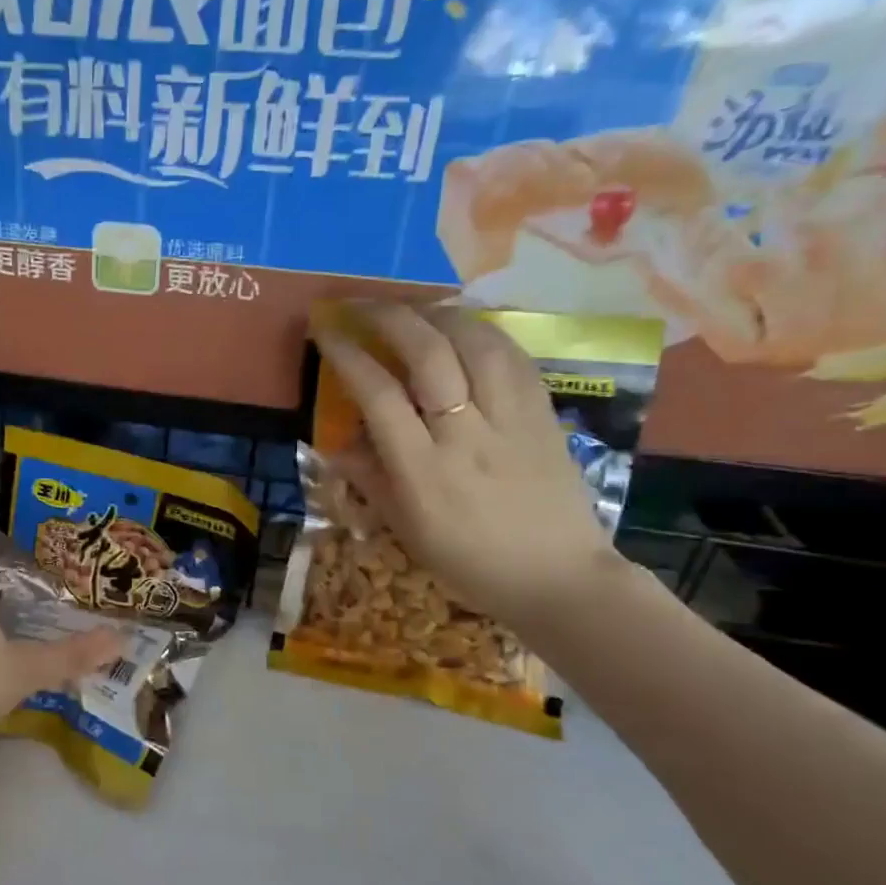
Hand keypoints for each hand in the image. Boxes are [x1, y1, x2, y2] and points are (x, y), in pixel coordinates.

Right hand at [313, 303, 625, 631]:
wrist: (559, 579)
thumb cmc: (470, 563)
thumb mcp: (407, 530)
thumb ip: (370, 480)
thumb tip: (336, 444)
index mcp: (424, 471)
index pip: (379, 396)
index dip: (348, 355)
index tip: (326, 330)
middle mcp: (467, 435)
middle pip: (429, 354)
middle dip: (390, 317)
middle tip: (364, 305)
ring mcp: (512, 421)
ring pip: (477, 343)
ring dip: (440, 314)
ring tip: (415, 309)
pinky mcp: (545, 415)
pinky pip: (514, 358)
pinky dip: (484, 332)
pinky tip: (466, 328)